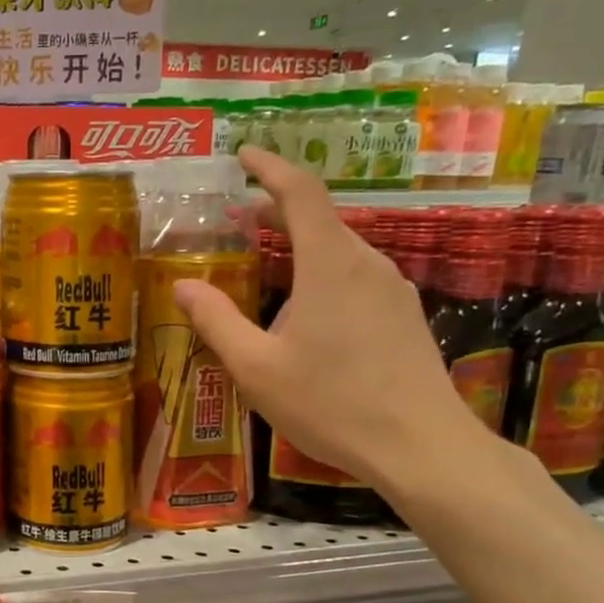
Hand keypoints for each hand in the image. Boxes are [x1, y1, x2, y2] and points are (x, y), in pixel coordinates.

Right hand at [174, 145, 486, 485]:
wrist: (420, 447)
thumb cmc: (330, 404)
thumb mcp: (256, 368)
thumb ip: (216, 321)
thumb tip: (182, 284)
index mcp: (329, 264)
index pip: (300, 192)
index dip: (270, 167)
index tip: (244, 155)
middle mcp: (367, 263)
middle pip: (320, 219)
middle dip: (276, 210)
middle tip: (237, 218)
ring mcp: (394, 289)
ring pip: (340, 250)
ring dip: (301, 245)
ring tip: (266, 264)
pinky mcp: (406, 316)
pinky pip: (357, 277)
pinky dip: (323, 272)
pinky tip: (307, 310)